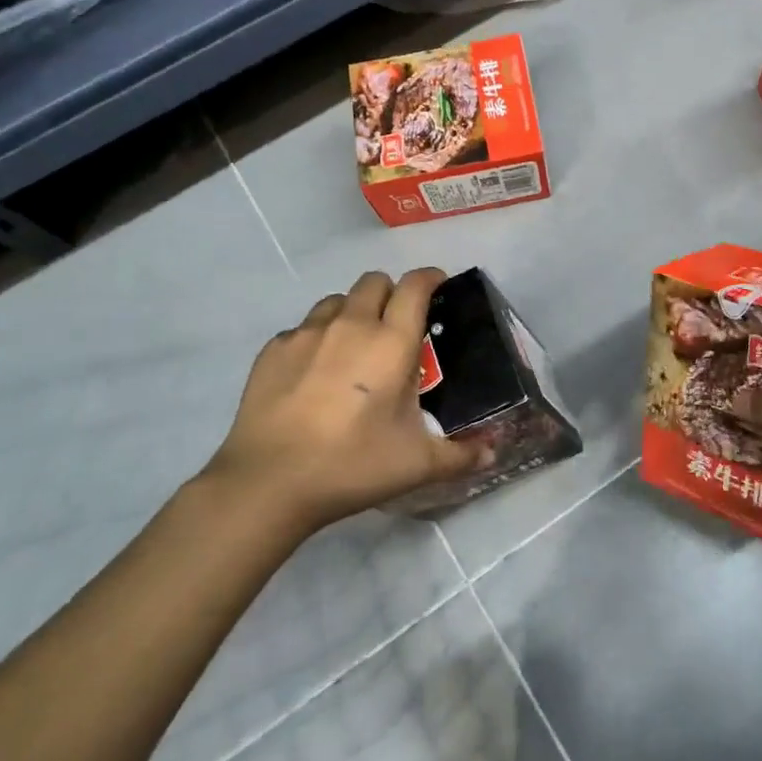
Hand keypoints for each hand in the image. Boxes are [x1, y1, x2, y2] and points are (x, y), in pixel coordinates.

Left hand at [203, 269, 487, 537]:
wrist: (269, 482)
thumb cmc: (353, 465)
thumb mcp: (417, 464)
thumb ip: (461, 456)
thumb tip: (492, 455)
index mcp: (392, 342)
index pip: (415, 286)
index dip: (430, 278)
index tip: (438, 286)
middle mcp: (351, 325)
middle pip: (375, 281)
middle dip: (390, 294)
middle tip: (396, 327)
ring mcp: (307, 333)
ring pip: (336, 300)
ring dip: (352, 312)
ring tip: (353, 347)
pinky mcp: (273, 350)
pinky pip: (302, 328)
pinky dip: (316, 339)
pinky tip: (314, 373)